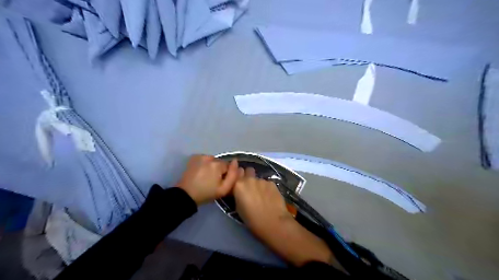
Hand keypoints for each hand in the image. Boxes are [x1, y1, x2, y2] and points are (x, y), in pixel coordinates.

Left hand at [175, 154, 236, 204]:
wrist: (186, 195)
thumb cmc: (206, 193)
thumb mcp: (224, 189)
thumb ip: (233, 176)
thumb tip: (236, 162)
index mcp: (217, 164)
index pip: (228, 166)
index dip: (226, 175)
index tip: (220, 182)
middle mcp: (209, 157)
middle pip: (220, 163)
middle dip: (219, 170)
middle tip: (213, 181)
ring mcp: (200, 156)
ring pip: (212, 160)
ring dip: (211, 167)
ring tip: (206, 177)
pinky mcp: (194, 158)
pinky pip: (204, 159)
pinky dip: (204, 164)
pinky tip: (200, 172)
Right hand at [233, 168, 293, 235]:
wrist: (273, 222)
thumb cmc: (252, 219)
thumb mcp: (238, 208)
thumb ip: (238, 195)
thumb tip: (241, 192)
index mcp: (238, 185)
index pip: (235, 176)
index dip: (238, 181)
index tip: (239, 187)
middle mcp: (250, 179)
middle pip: (248, 171)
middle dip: (248, 176)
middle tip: (250, 187)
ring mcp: (262, 180)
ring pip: (258, 178)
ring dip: (258, 184)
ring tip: (262, 195)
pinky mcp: (272, 183)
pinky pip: (267, 183)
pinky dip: (267, 188)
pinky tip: (270, 197)